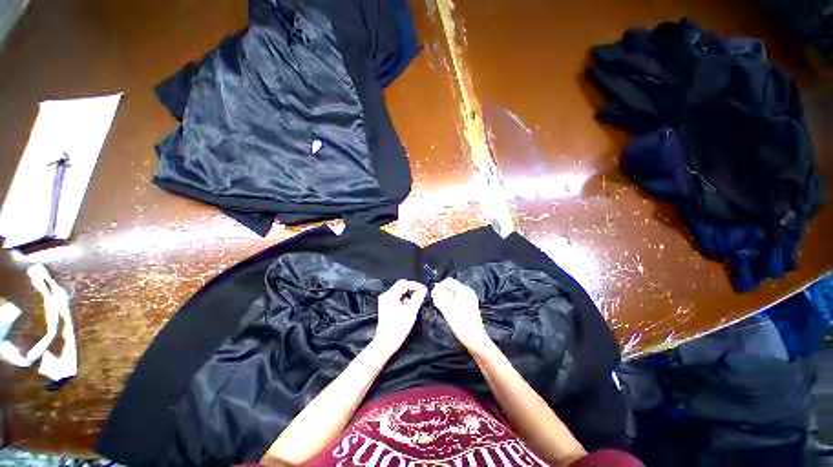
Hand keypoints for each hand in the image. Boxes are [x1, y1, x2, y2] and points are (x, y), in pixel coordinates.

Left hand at [373, 280, 426, 354]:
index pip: (405, 283)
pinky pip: (397, 297)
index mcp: (390, 295)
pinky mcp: (386, 305)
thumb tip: (423, 290)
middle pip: (402, 285)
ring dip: (409, 294)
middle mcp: (386, 295)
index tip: (424, 289)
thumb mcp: (411, 311)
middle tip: (422, 294)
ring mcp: (385, 300)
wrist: (386, 342)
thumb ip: (418, 298)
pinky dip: (404, 298)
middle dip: (413, 289)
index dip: (416, 285)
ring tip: (416, 301)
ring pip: (400, 291)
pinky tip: (409, 305)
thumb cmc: (397, 329)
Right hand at [432, 278, 491, 350]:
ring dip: (444, 298)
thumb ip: (439, 298)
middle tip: (434, 300)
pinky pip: (456, 300)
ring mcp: (469, 300)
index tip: (433, 294)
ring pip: (453, 294)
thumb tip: (433, 289)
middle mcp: (468, 293)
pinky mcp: (468, 307)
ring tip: (439, 305)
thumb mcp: (447, 310)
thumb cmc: (461, 324)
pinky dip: (449, 302)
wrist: (474, 340)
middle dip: (441, 292)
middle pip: (451, 287)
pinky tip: (445, 309)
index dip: (439, 286)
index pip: (449, 281)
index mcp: (465, 290)